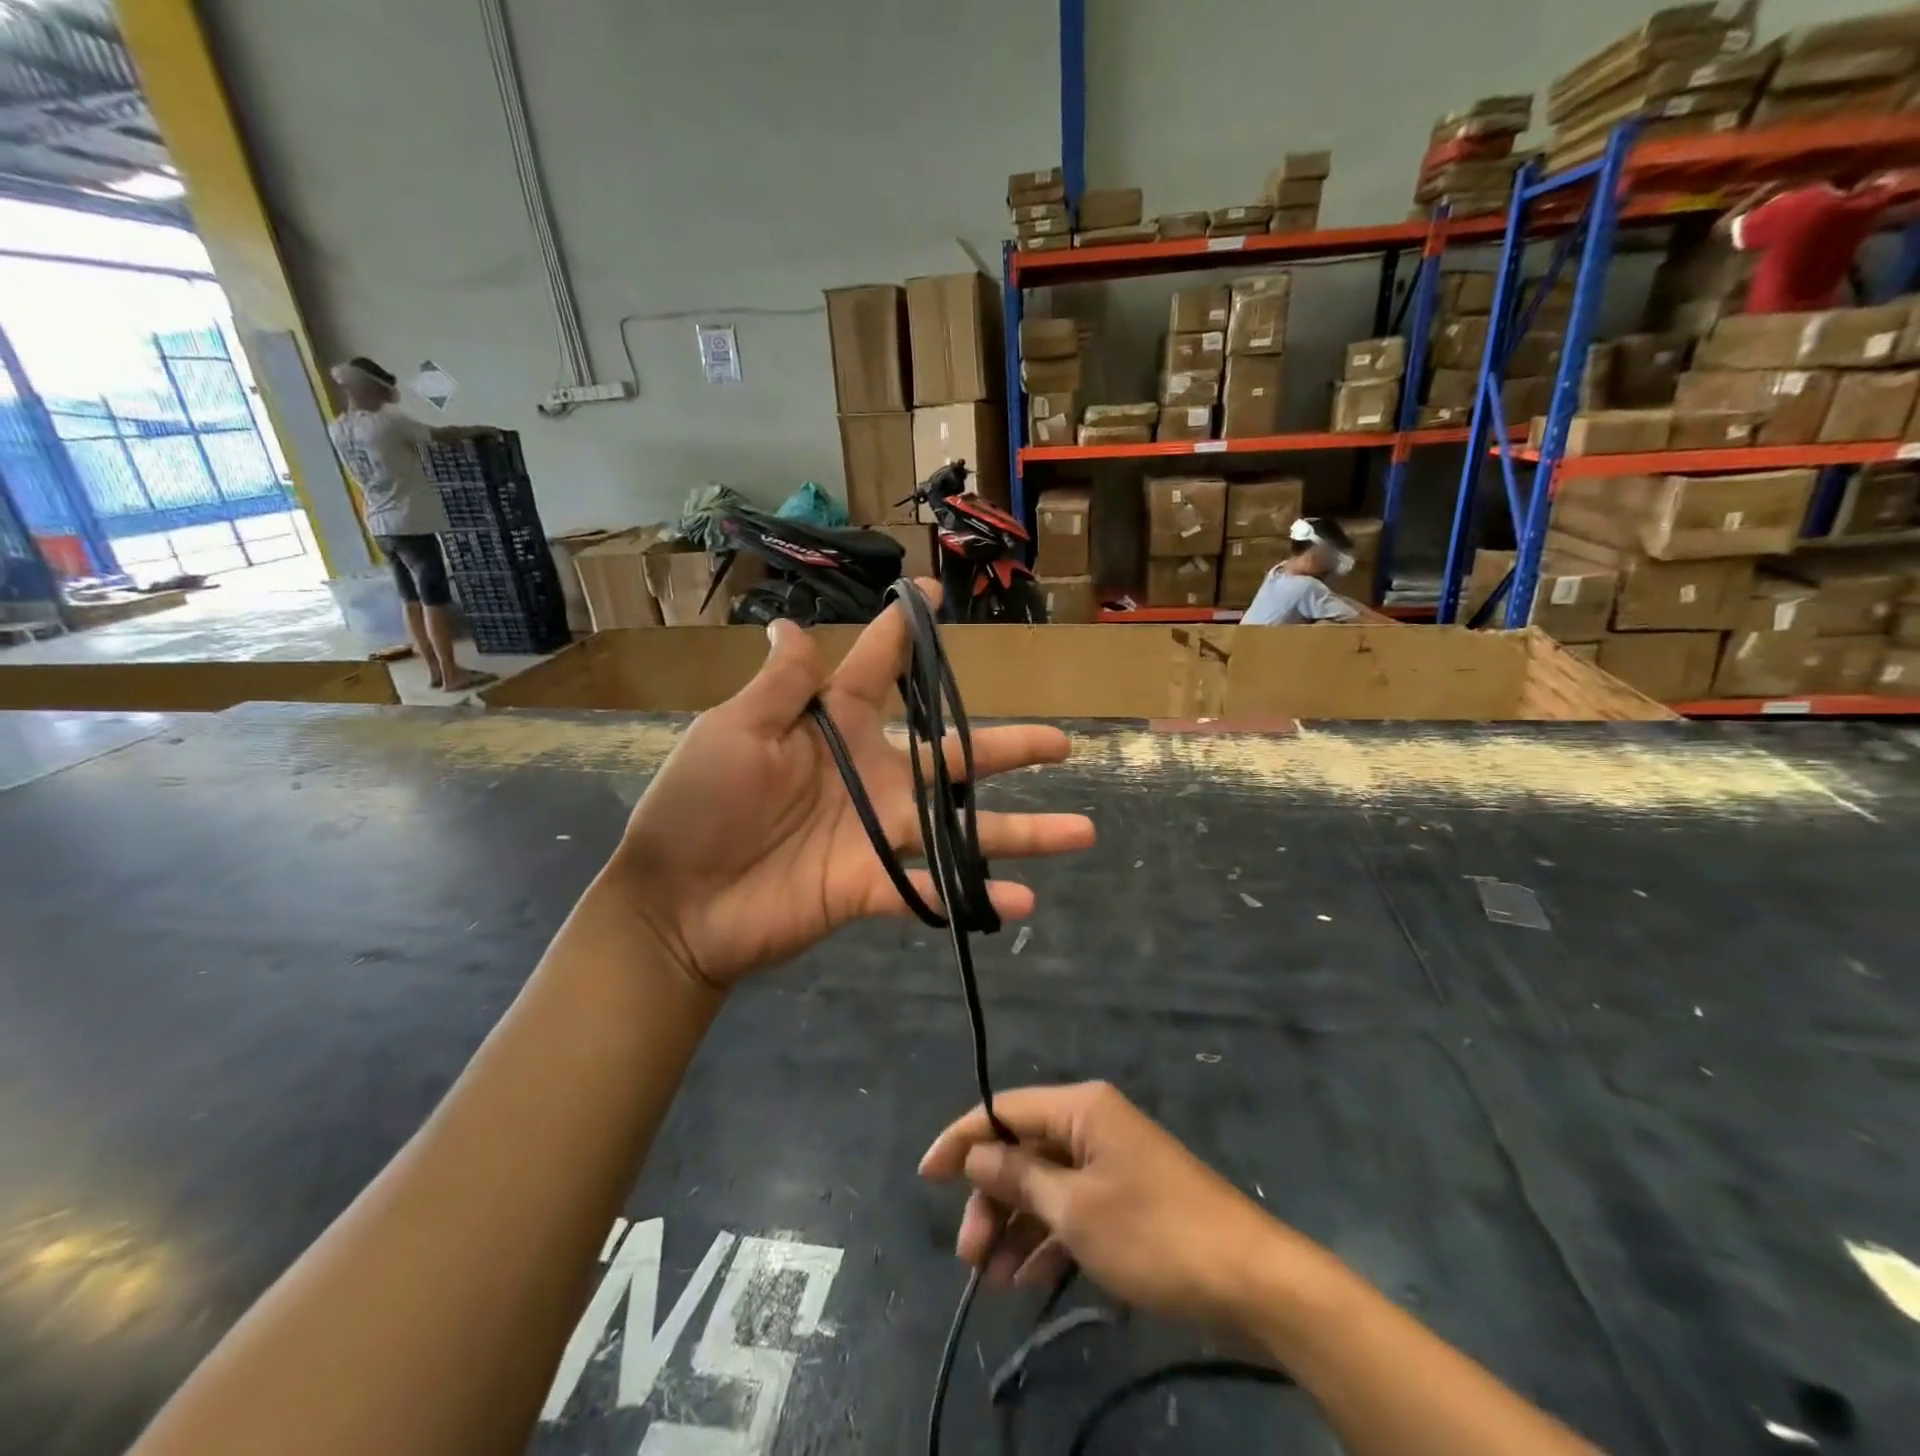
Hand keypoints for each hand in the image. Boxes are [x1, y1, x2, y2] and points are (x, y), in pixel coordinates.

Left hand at [605, 582, 1095, 988]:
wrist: (674, 901)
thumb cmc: (698, 805)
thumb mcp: (734, 732)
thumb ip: (781, 685)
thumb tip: (790, 624)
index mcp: (836, 727)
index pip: (879, 669)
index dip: (904, 631)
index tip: (932, 593)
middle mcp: (873, 774)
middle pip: (954, 755)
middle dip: (1008, 746)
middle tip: (1062, 741)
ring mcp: (878, 832)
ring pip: (964, 828)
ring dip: (1023, 830)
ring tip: (1082, 831)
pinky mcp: (872, 885)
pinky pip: (933, 890)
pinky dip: (976, 895)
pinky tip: (1022, 901)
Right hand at [918, 1081, 1304, 1332]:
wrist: (1250, 1282)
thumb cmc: (1153, 1234)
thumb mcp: (1075, 1209)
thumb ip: (1020, 1176)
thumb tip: (976, 1151)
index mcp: (1081, 1108)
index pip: (1005, 1110)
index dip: (962, 1139)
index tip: (926, 1177)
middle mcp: (1093, 1124)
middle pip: (1023, 1150)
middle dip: (992, 1199)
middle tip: (969, 1256)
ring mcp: (1112, 1162)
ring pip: (1046, 1183)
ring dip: (1016, 1226)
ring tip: (993, 1279)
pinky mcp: (1127, 1198)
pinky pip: (1073, 1208)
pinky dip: (1049, 1239)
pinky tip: (1028, 1280)